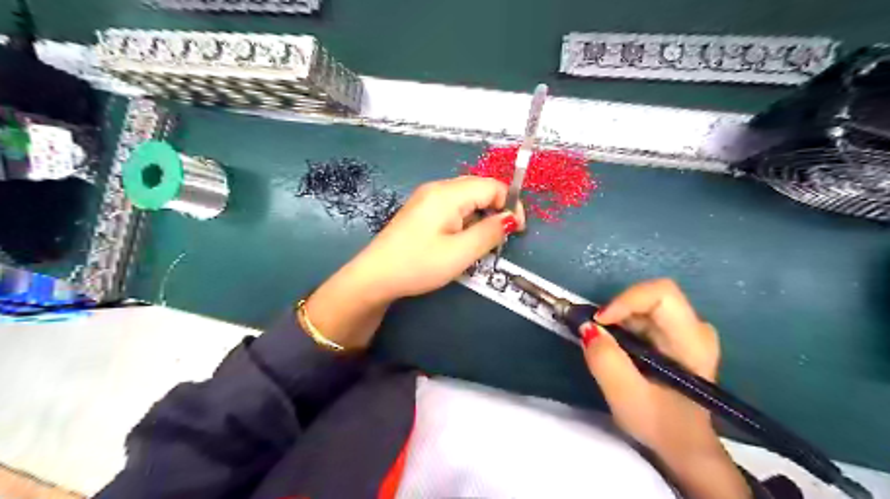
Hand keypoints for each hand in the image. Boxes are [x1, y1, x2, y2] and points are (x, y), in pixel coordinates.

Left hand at [305, 178, 521, 348]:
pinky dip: (466, 219)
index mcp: (448, 193)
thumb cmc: (419, 264)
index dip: (510, 205)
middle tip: (500, 239)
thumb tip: (511, 219)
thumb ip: (490, 232)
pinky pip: (452, 206)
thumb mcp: (460, 253)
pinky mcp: (421, 209)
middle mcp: (437, 188)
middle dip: (497, 209)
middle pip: (479, 188)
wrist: (375, 276)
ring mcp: (427, 197)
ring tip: (480, 243)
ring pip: (467, 198)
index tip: (516, 232)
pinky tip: (461, 239)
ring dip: (481, 216)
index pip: (492, 185)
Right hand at [578, 279, 748, 498]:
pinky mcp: (675, 336)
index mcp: (692, 340)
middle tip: (596, 334)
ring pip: (644, 305)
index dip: (626, 300)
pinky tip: (616, 348)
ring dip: (617, 319)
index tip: (599, 321)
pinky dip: (622, 326)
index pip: (662, 294)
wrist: (684, 446)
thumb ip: (605, 360)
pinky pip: (643, 316)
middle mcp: (695, 327)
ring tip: (604, 345)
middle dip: (617, 311)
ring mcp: (687, 330)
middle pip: (650, 297)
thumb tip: (587, 327)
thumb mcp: (625, 396)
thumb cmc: (660, 424)